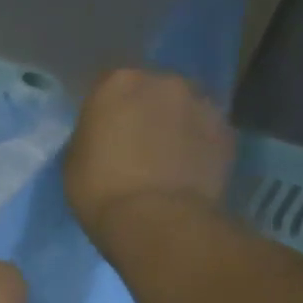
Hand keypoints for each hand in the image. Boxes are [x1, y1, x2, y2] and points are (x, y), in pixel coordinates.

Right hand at [62, 69, 233, 237]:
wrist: (157, 220)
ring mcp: (202, 103)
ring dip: (175, 124)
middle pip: (152, 90)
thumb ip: (91, 135)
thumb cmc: (100, 189)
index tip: (102, 130)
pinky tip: (187, 169)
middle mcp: (164, 81)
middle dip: (145, 110)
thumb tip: (105, 135)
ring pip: (184, 108)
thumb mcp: (74, 160)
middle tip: (136, 142)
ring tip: (166, 157)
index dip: (105, 108)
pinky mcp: (229, 131)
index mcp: (118, 82)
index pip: (107, 84)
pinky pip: (206, 131)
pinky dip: (198, 144)